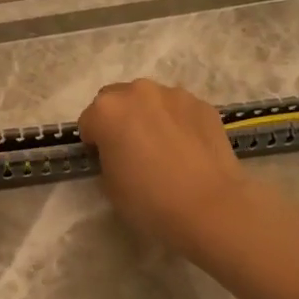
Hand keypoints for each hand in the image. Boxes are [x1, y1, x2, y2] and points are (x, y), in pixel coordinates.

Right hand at [78, 79, 255, 258]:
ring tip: (164, 150)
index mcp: (107, 110)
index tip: (105, 161)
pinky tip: (188, 151)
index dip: (94, 143)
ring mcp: (175, 95)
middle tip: (132, 151)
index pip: (88, 121)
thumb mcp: (109, 186)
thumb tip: (119, 152)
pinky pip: (180, 110)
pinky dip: (178, 123)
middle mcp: (139, 91)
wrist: (209, 207)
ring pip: (151, 101)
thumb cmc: (149, 201)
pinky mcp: (203, 105)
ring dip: (150, 117)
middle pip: (118, 100)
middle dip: (120, 120)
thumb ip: (107, 157)